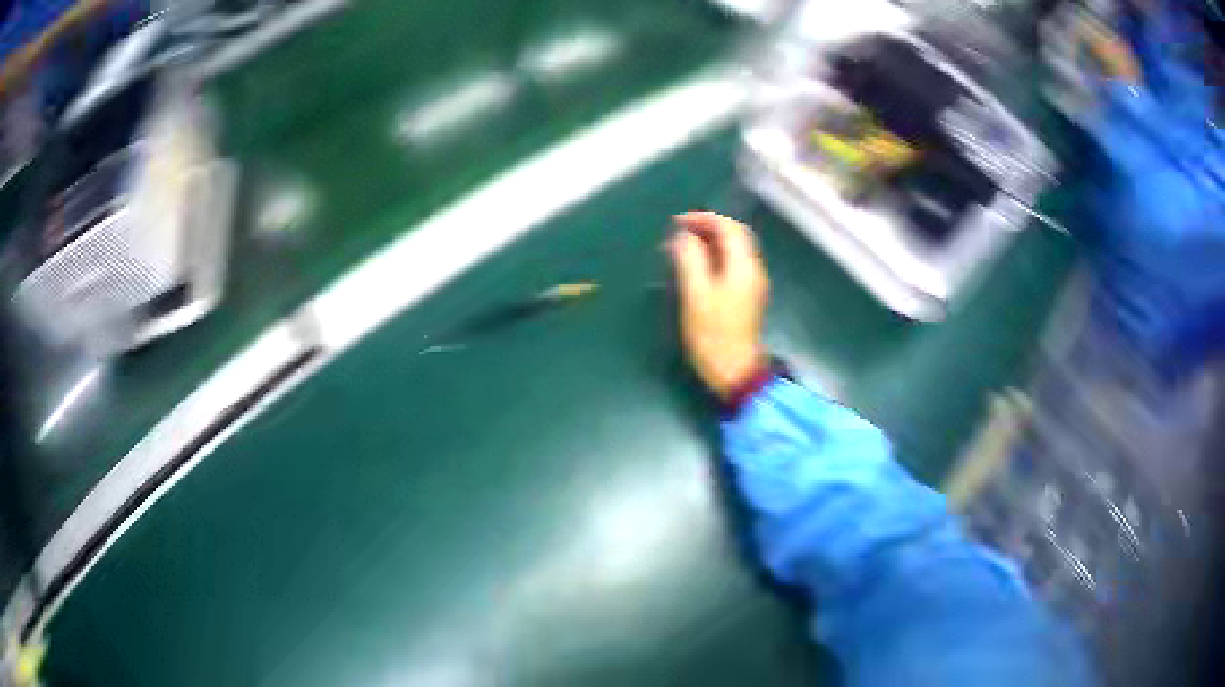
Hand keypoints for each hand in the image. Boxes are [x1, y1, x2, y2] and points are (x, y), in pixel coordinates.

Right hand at [669, 212, 769, 400]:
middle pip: (735, 236)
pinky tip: (696, 265)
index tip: (677, 222)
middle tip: (679, 231)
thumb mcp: (696, 294)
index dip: (704, 218)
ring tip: (683, 246)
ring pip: (734, 250)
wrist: (734, 371)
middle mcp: (753, 270)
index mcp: (743, 266)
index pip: (729, 228)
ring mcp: (752, 284)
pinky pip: (732, 264)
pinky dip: (715, 256)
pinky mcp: (747, 297)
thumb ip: (690, 259)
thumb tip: (684, 236)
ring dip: (710, 242)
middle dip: (708, 227)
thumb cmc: (713, 334)